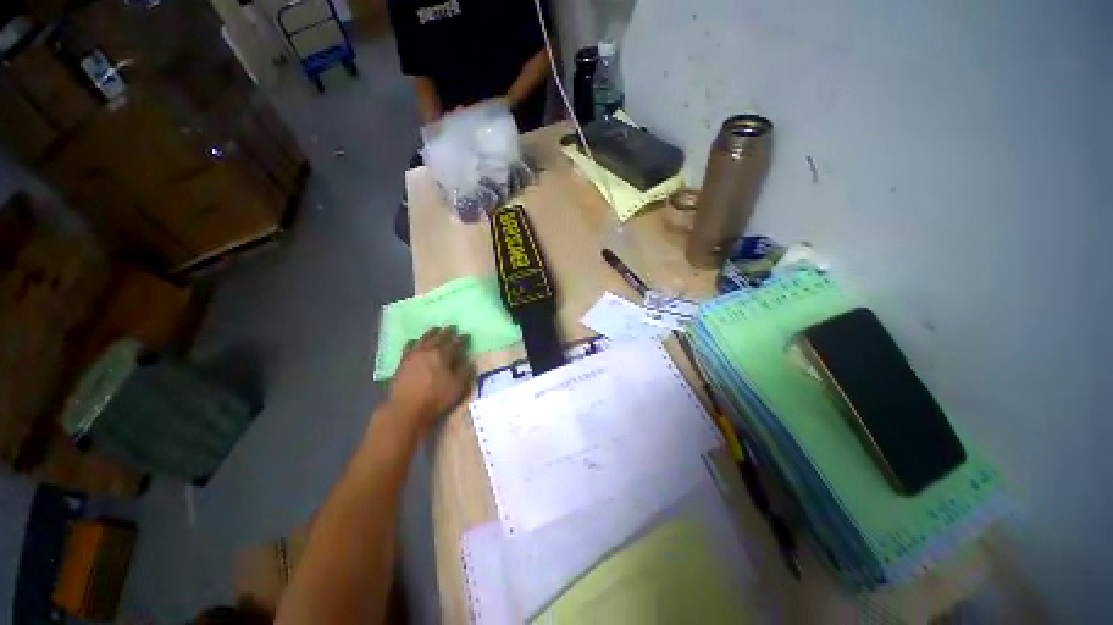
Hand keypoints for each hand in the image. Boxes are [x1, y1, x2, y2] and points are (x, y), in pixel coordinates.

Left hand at [387, 326, 474, 428]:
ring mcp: (413, 355)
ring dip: (431, 333)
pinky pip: (408, 346)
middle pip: (438, 337)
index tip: (467, 335)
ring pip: (423, 339)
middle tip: (452, 327)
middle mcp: (427, 351)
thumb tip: (469, 360)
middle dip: (447, 332)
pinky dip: (414, 341)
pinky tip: (415, 342)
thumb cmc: (435, 399)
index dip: (462, 339)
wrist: (405, 410)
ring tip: (435, 329)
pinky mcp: (402, 362)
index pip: (455, 343)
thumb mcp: (458, 387)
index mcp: (442, 355)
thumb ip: (465, 371)